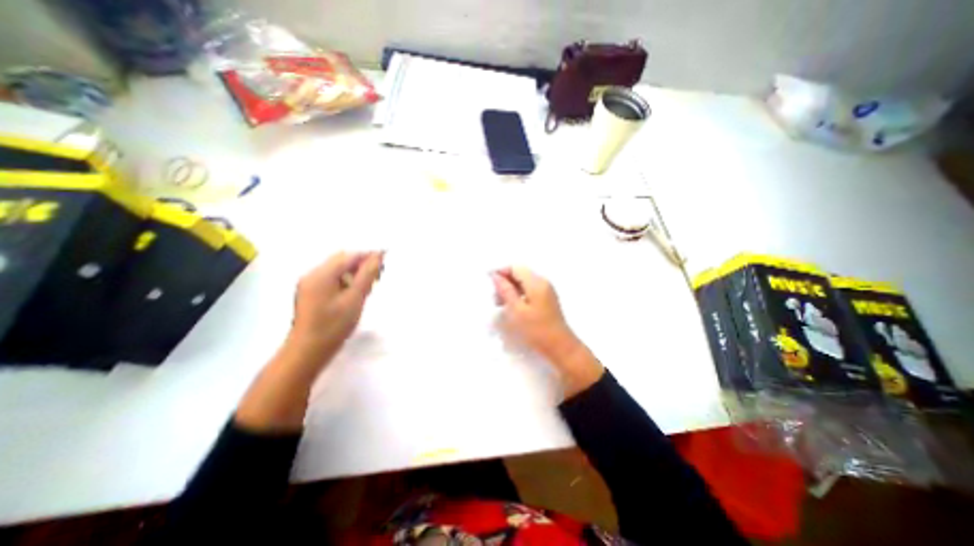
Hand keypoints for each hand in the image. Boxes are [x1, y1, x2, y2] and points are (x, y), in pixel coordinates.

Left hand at [288, 252, 384, 357]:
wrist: (307, 352)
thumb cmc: (333, 326)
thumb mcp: (355, 299)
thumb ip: (367, 275)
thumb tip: (378, 256)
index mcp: (321, 274)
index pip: (349, 256)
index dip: (368, 255)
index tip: (386, 259)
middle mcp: (312, 274)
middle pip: (342, 260)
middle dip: (361, 264)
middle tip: (378, 276)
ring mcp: (309, 284)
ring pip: (337, 270)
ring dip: (354, 273)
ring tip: (368, 286)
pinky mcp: (310, 293)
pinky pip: (332, 279)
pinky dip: (346, 282)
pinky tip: (354, 294)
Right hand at [495, 267, 601, 398]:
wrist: (560, 347)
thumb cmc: (536, 330)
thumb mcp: (517, 310)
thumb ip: (505, 290)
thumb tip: (495, 276)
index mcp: (536, 283)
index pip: (516, 268)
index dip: (501, 272)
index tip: (489, 283)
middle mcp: (543, 282)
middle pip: (520, 273)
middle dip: (505, 281)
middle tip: (494, 297)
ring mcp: (546, 290)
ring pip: (524, 282)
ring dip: (511, 289)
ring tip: (500, 303)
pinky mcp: (546, 298)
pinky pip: (529, 289)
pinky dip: (518, 294)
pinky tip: (512, 306)